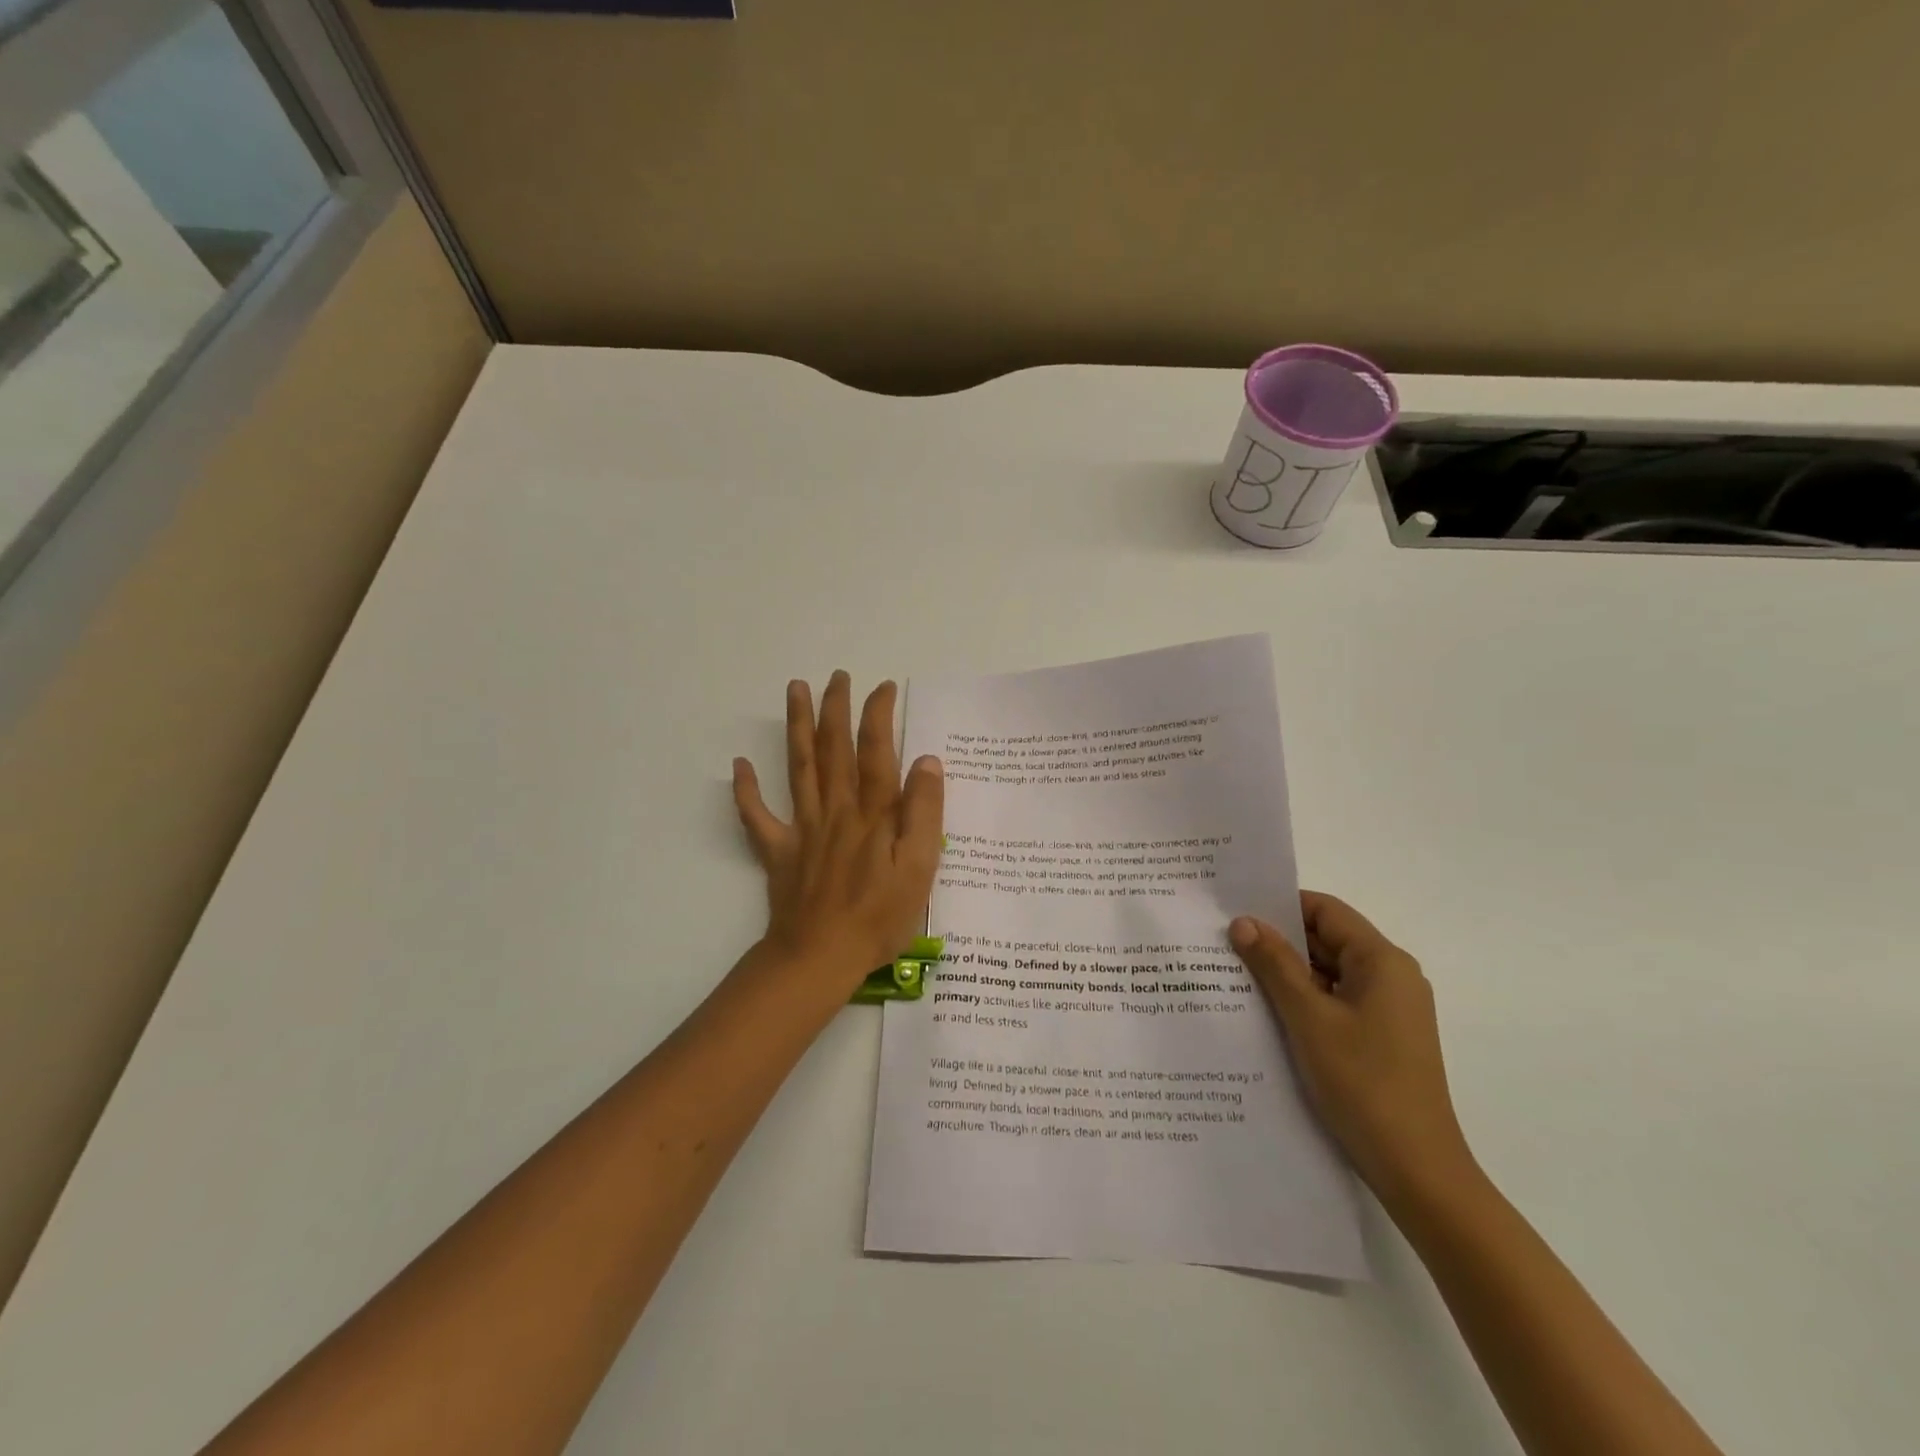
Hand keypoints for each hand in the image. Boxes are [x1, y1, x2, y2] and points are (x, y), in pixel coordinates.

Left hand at [732, 672, 943, 989]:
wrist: (821, 956)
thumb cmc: (880, 916)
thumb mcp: (921, 866)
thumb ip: (924, 812)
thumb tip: (926, 762)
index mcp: (874, 812)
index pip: (878, 750)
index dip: (879, 714)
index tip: (882, 687)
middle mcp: (837, 808)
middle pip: (834, 748)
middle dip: (836, 708)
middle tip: (837, 676)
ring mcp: (803, 827)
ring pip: (799, 766)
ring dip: (797, 726)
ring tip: (796, 690)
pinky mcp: (779, 851)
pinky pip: (757, 816)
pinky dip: (746, 790)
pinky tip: (739, 764)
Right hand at [1229, 892, 1476, 1206]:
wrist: (1417, 1169)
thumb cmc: (1363, 1082)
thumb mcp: (1309, 1017)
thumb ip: (1275, 965)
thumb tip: (1243, 922)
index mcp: (1383, 961)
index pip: (1326, 910)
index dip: (1281, 906)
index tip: (1235, 911)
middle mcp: (1392, 977)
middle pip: (1327, 939)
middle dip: (1278, 940)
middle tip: (1225, 942)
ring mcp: (1389, 1009)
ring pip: (1329, 972)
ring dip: (1287, 972)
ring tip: (1235, 974)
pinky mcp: (1382, 1037)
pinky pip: (1336, 1001)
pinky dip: (1303, 999)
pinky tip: (1266, 1011)